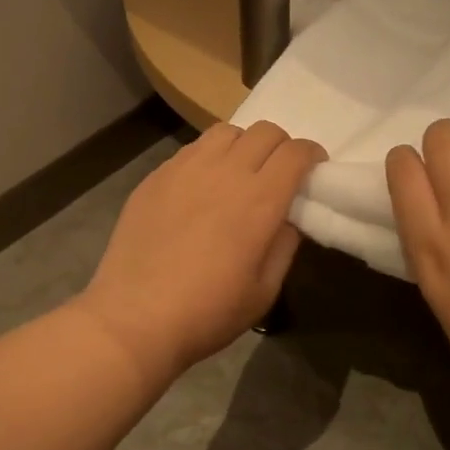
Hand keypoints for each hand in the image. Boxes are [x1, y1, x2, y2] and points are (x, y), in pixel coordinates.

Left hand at [76, 122, 325, 388]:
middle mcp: (225, 172)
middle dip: (281, 147)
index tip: (313, 171)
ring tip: (238, 174)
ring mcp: (185, 169)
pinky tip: (201, 188)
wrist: (135, 318)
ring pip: (226, 132)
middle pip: (265, 132)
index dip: (312, 155)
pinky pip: (192, 150)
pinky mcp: (155, 177)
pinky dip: (209, 157)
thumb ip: (284, 244)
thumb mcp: (264, 290)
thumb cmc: (208, 312)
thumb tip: (289, 216)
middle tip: (279, 174)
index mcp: (259, 200)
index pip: (296, 152)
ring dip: (243, 145)